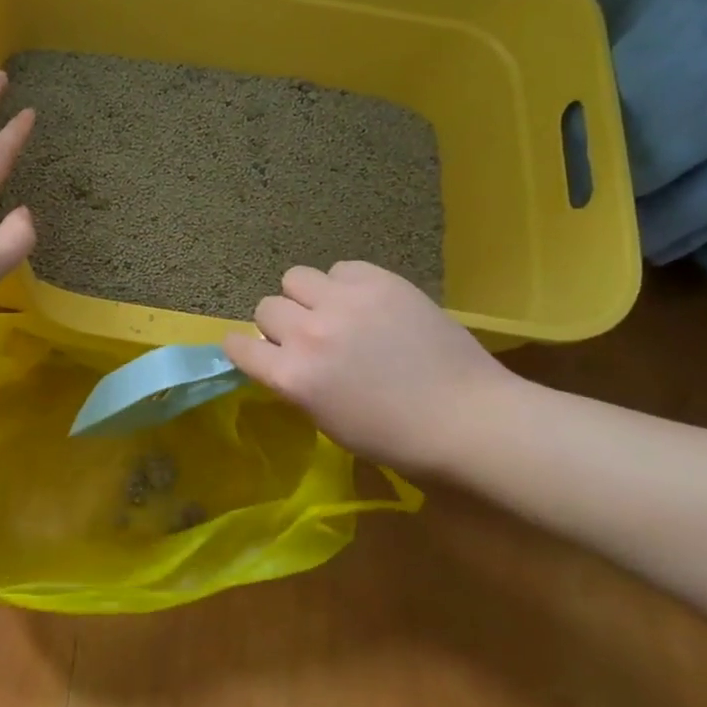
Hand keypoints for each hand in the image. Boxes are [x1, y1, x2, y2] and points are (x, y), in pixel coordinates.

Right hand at [223, 261, 518, 479]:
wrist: (468, 419)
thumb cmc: (396, 439)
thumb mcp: (326, 420)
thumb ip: (296, 382)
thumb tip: (285, 357)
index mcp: (293, 377)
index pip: (238, 345)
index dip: (243, 347)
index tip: (254, 350)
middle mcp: (309, 333)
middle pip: (267, 307)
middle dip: (281, 323)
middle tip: (309, 337)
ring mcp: (344, 302)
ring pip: (295, 278)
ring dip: (307, 296)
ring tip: (334, 311)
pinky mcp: (379, 281)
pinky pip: (340, 268)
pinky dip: (345, 283)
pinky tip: (367, 303)